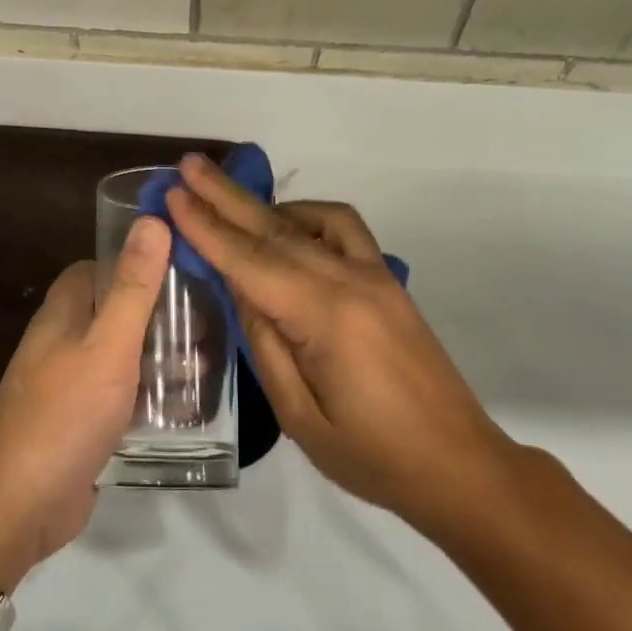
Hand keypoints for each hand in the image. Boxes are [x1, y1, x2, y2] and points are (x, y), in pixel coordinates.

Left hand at [0, 217, 169, 589]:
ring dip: (158, 355)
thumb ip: (134, 286)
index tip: (182, 267)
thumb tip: (152, 220)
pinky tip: (183, 406)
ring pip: (120, 353)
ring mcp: (68, 382)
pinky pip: (119, 394)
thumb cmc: (66, 413)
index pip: (99, 267)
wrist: (21, 504)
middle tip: (205, 321)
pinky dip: (148, 394)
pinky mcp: (80, 420)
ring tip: (205, 362)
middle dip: (158, 313)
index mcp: (63, 312)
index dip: (137, 262)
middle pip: (114, 310)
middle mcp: (61, 340)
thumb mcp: (109, 345)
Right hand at [164, 155, 521, 543]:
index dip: (207, 228)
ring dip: (263, 204)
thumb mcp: (299, 415)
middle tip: (188, 165)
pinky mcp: (388, 281)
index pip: (250, 262)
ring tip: (222, 195)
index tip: (173, 195)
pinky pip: (345, 229)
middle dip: (225, 197)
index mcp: (325, 317)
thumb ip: (265, 344)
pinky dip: (308, 217)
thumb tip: (241, 289)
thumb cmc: (373, 456)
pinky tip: (285, 225)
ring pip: (310, 222)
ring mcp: (375, 276)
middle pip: (276, 229)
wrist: (458, 465)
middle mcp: (351, 281)